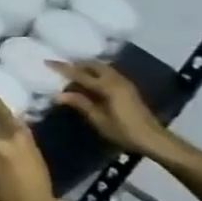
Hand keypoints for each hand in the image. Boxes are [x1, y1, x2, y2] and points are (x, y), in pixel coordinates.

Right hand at [54, 60, 171, 158]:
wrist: (153, 139)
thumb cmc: (124, 131)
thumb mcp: (98, 120)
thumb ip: (80, 104)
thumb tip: (58, 94)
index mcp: (107, 87)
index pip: (80, 74)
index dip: (63, 68)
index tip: (47, 61)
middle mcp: (116, 80)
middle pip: (93, 65)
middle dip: (77, 64)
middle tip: (61, 67)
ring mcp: (124, 83)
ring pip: (102, 67)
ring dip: (87, 67)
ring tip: (74, 72)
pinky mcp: (128, 88)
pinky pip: (109, 73)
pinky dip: (96, 72)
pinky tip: (90, 80)